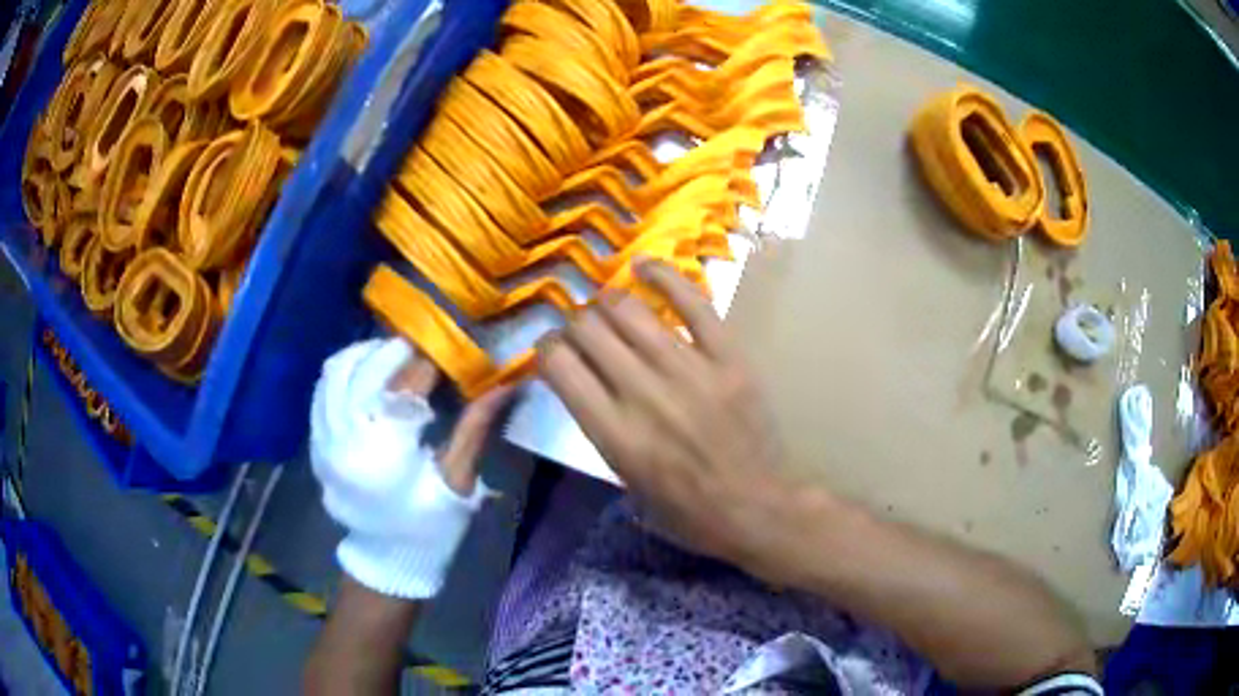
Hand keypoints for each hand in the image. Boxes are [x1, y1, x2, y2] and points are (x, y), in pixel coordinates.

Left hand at [311, 338, 512, 598]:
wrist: (387, 559)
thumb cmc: (429, 527)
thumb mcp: (457, 483)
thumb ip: (474, 429)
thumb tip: (504, 384)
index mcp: (384, 450)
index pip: (406, 384)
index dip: (431, 361)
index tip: (453, 349)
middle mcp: (345, 436)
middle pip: (366, 368)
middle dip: (397, 351)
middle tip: (425, 350)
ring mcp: (324, 438)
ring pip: (337, 371)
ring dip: (366, 354)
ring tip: (394, 356)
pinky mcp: (316, 443)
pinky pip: (322, 391)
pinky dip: (344, 371)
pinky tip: (366, 373)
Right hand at [537, 260, 815, 581]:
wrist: (757, 509)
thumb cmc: (688, 512)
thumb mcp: (626, 484)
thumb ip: (601, 430)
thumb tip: (584, 382)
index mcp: (615, 434)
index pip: (559, 366)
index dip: (545, 349)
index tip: (551, 350)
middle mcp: (644, 395)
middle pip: (588, 331)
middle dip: (574, 325)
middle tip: (582, 332)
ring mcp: (689, 371)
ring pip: (630, 311)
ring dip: (607, 302)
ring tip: (606, 306)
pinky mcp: (728, 358)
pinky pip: (693, 303)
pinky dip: (664, 277)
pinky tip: (644, 266)